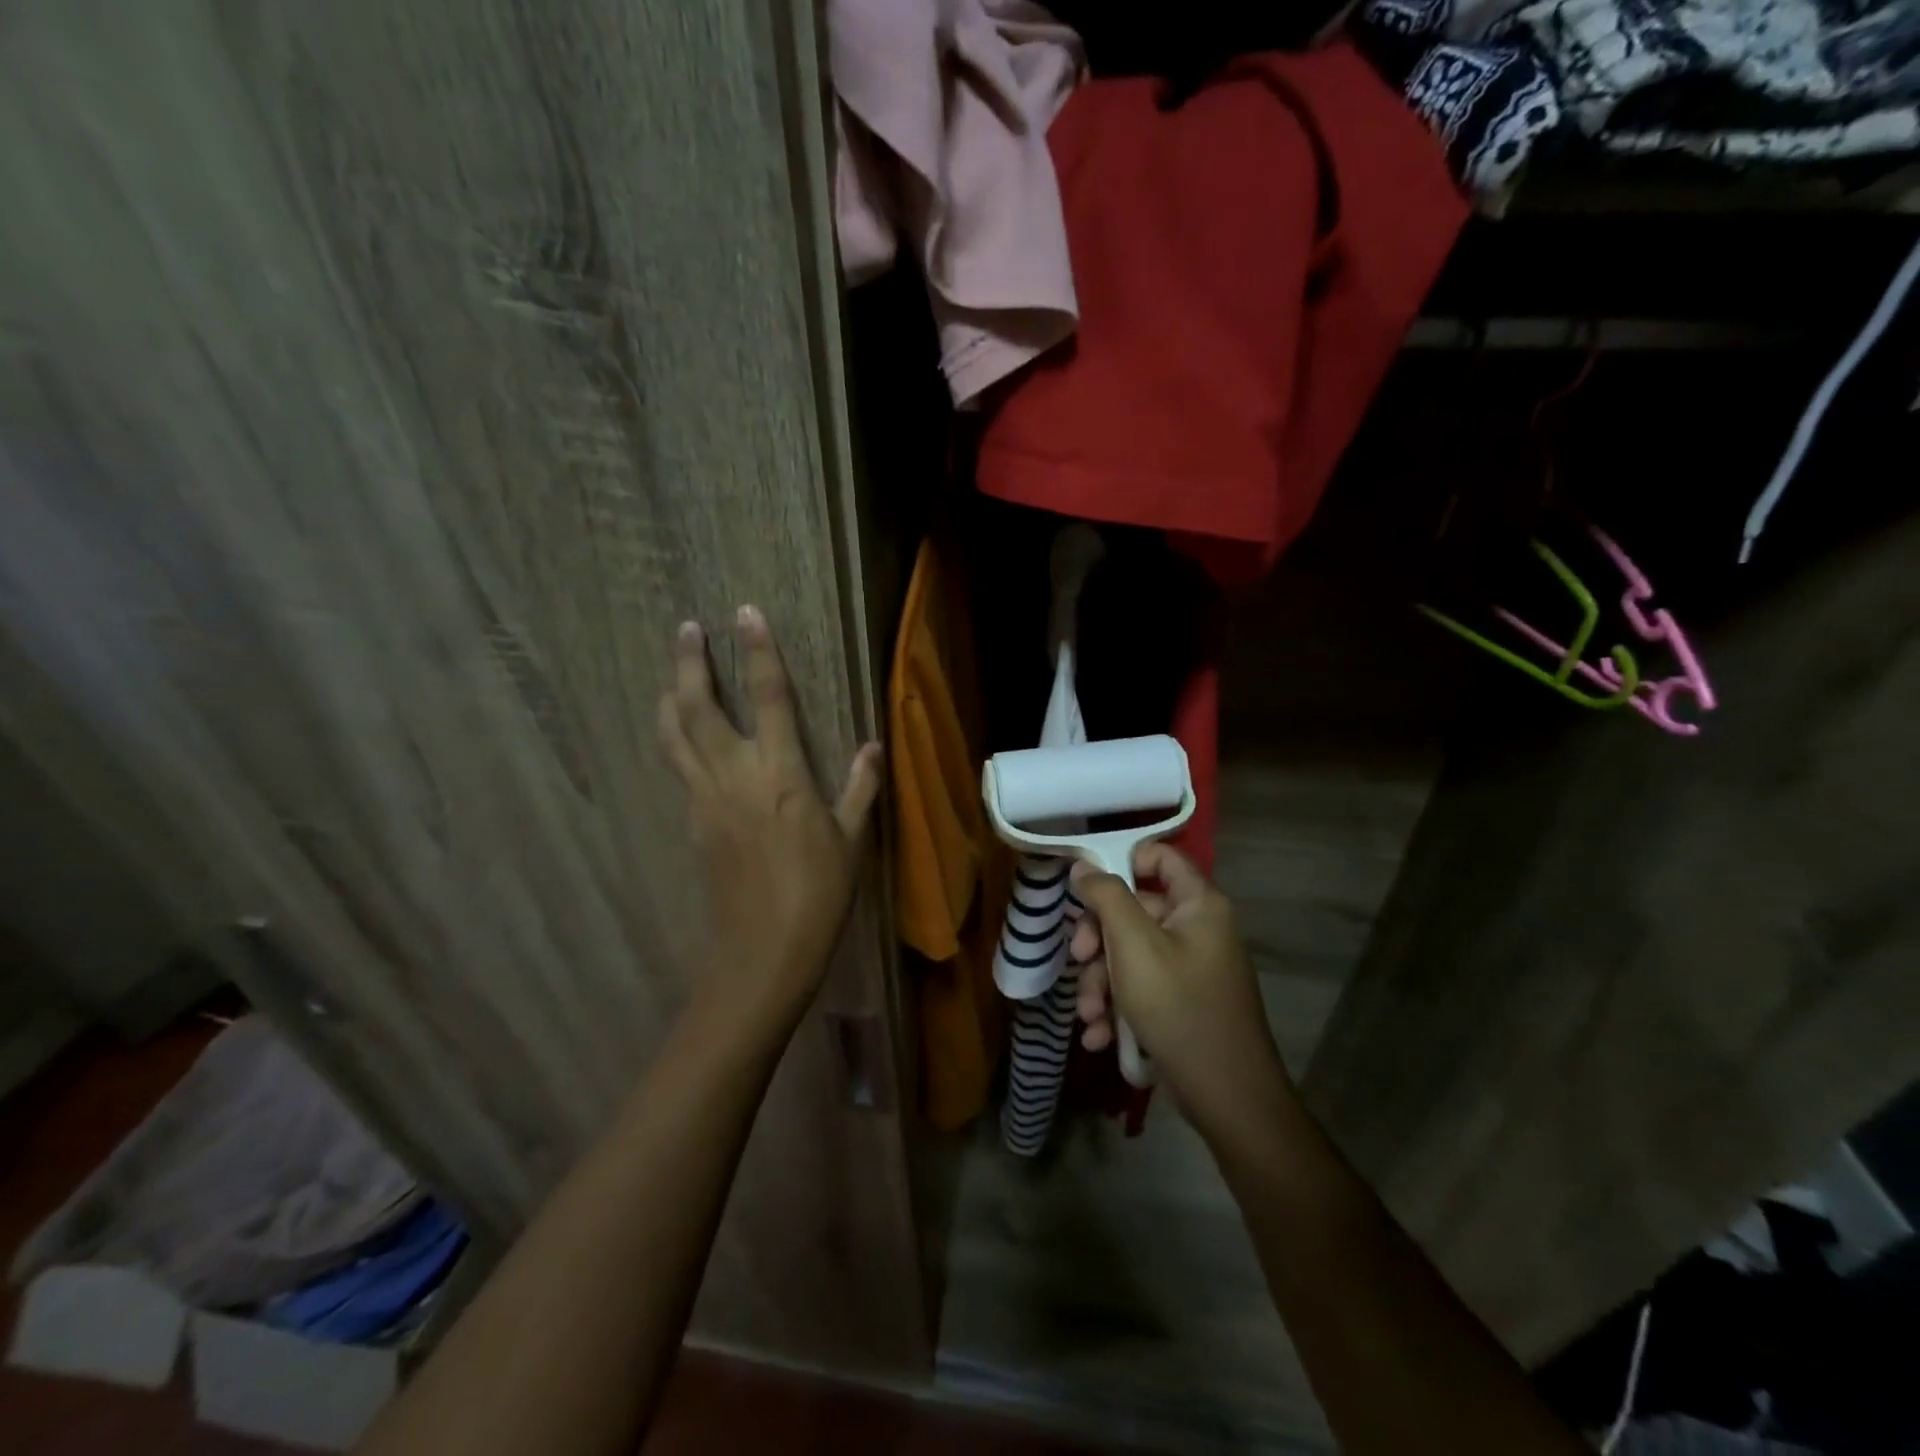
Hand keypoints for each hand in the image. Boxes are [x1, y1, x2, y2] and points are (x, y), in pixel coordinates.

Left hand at [656, 605, 881, 1025]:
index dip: (757, 651)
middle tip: (687, 627)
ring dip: (671, 696)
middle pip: (698, 707)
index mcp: (780, 774)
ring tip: (672, 672)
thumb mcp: (851, 839)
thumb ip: (860, 788)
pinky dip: (675, 739)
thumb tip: (872, 747)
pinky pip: (678, 768)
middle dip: (690, 662)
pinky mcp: (692, 822)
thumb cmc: (818, 894)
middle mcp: (734, 776)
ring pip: (674, 735)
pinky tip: (682, 737)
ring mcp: (705, 799)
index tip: (745, 613)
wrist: (763, 952)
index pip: (766, 697)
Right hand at [1069, 843, 1294, 1137]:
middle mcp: (1198, 928)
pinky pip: (1142, 987)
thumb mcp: (1133, 946)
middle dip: (1098, 940)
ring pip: (1131, 954)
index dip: (1120, 861)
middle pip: (1134, 910)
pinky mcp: (1183, 1002)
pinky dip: (1118, 1006)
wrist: (1228, 1098)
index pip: (1159, 855)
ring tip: (1088, 1015)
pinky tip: (1100, 1036)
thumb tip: (1083, 867)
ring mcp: (1191, 967)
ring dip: (1101, 982)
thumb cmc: (1178, 1008)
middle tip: (1078, 960)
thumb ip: (1106, 898)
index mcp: (1198, 904)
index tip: (1084, 887)